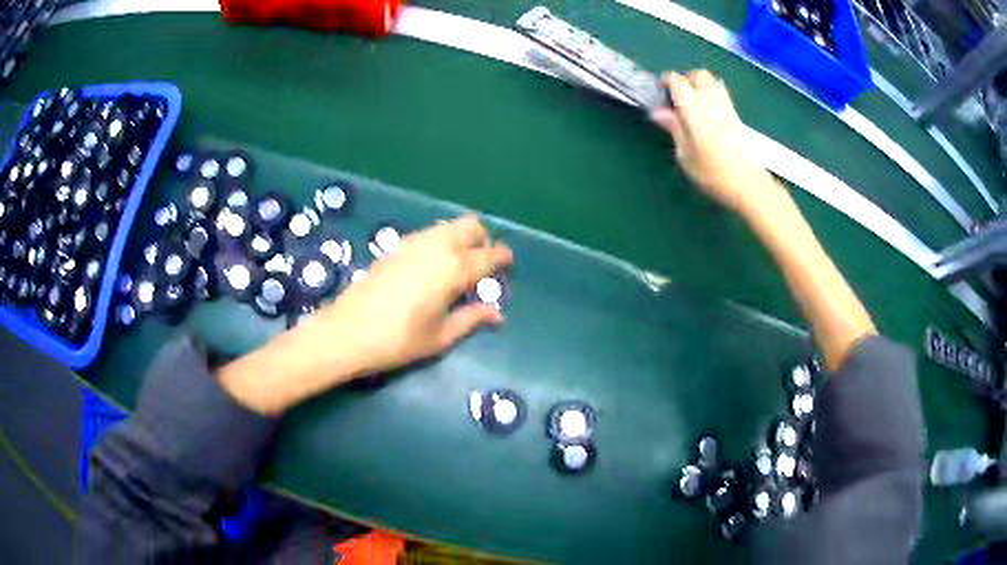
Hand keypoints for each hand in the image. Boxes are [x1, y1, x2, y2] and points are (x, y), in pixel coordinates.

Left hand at [310, 215, 512, 374]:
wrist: (346, 332)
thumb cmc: (398, 340)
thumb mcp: (440, 336)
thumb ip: (471, 319)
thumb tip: (497, 314)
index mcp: (452, 268)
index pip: (487, 255)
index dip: (501, 258)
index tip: (508, 263)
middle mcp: (436, 246)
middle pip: (469, 226)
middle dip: (482, 239)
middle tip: (483, 263)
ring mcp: (413, 243)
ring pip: (448, 226)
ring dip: (461, 238)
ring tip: (460, 265)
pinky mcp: (395, 247)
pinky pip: (429, 234)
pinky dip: (441, 241)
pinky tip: (434, 265)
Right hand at [651, 70, 780, 214]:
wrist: (749, 185)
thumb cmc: (712, 174)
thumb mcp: (685, 154)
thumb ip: (673, 128)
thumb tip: (659, 112)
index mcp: (694, 107)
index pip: (677, 80)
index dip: (665, 82)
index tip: (658, 93)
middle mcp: (711, 100)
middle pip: (698, 75)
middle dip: (685, 80)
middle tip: (676, 98)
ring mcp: (727, 107)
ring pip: (712, 82)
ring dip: (700, 86)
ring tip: (691, 104)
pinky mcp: (737, 116)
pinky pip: (721, 94)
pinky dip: (711, 96)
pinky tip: (706, 114)